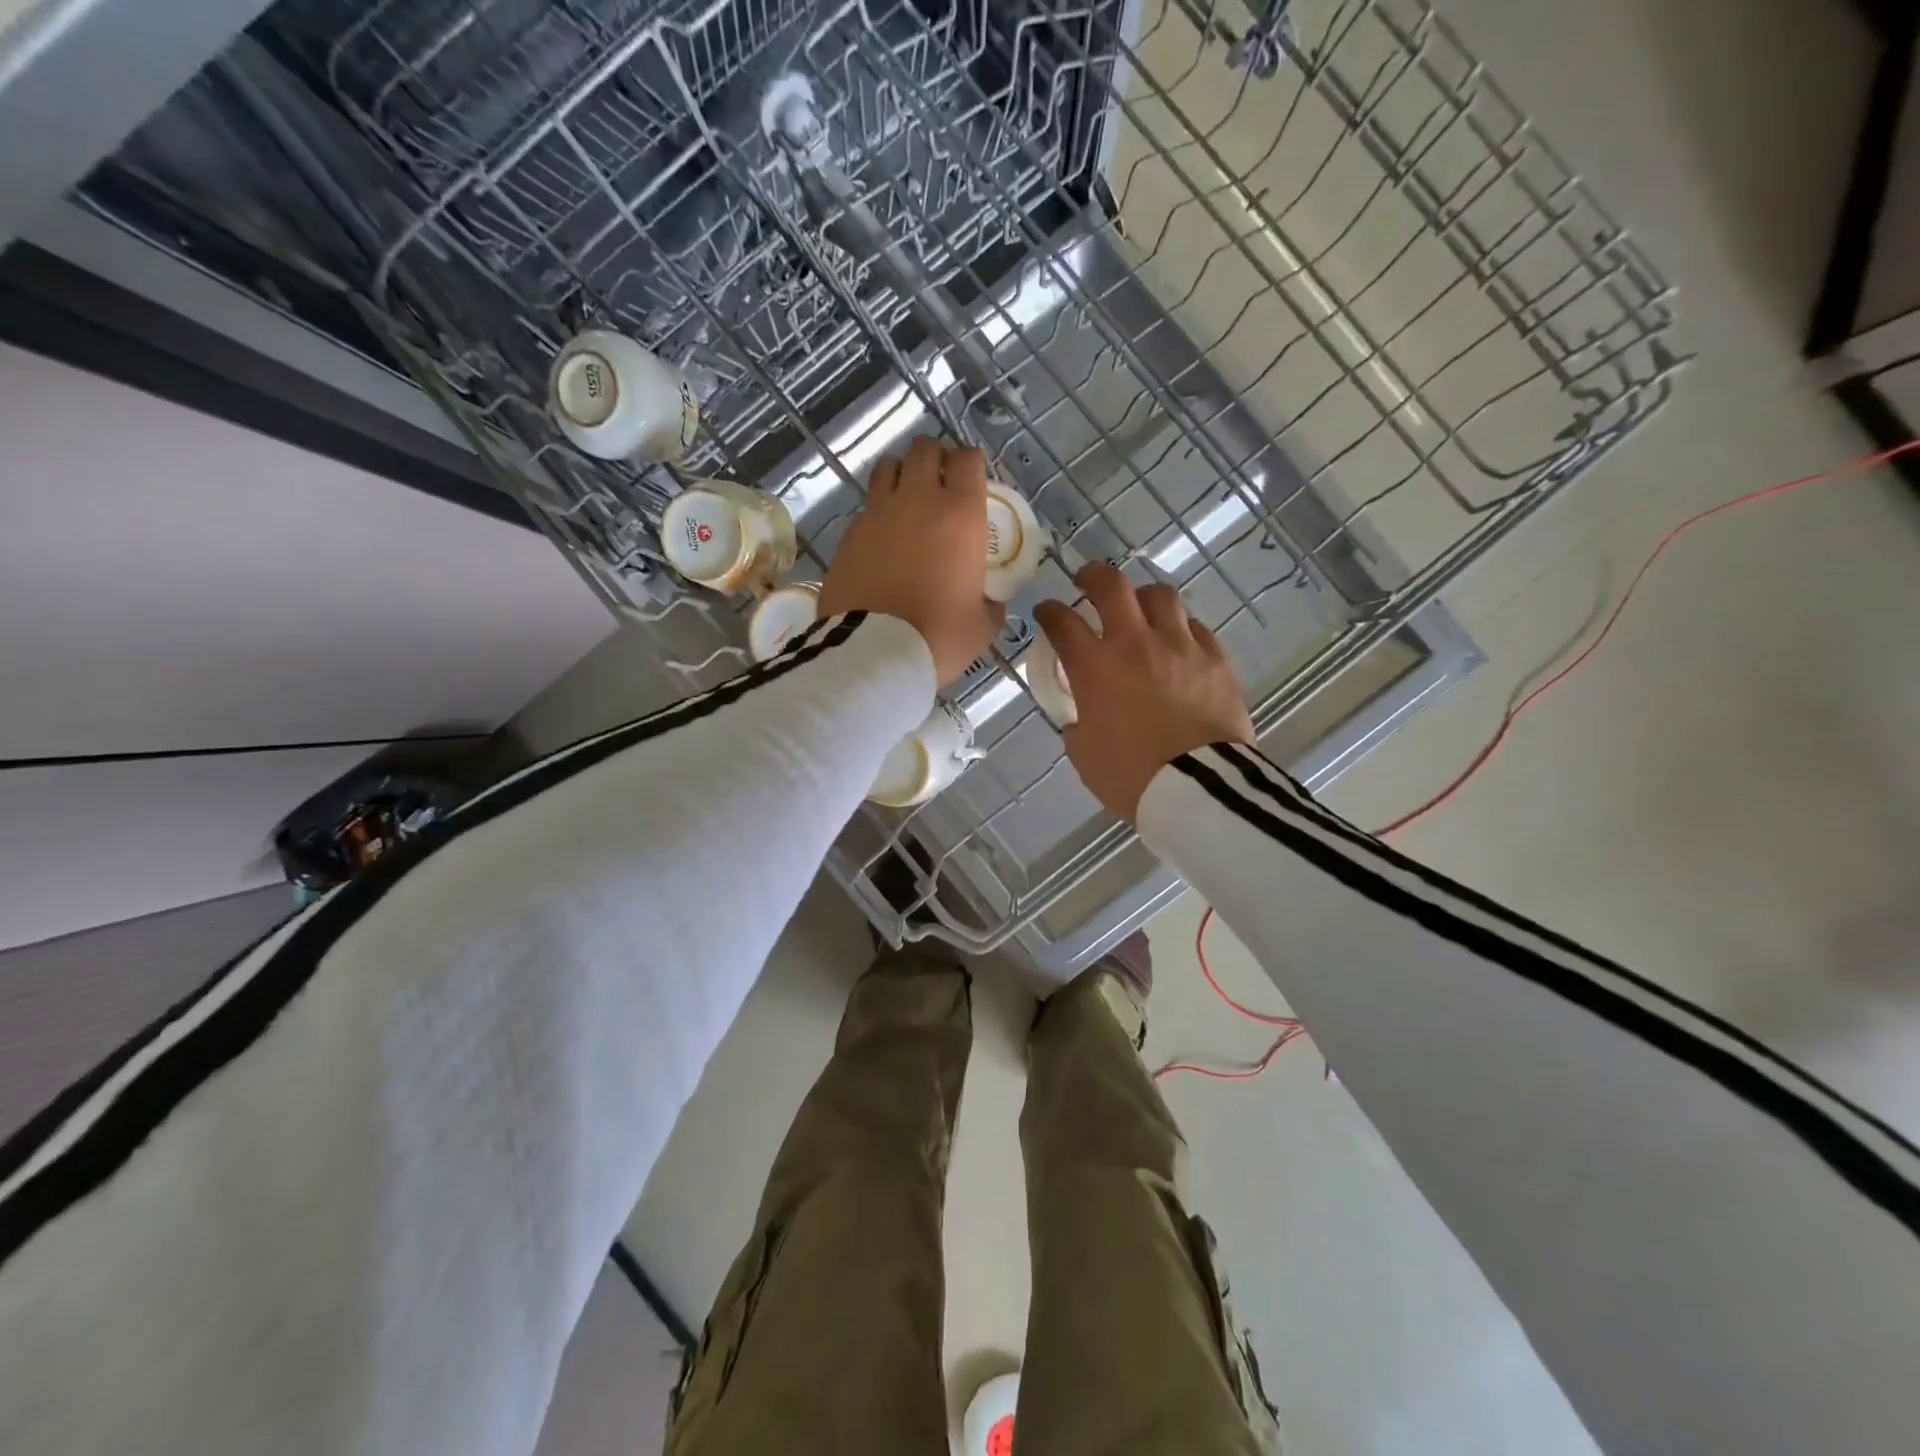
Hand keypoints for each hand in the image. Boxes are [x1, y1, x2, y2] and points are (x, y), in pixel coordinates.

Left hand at [819, 436, 1004, 684]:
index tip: (973, 480)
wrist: (873, 652)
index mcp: (960, 514)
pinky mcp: (848, 534)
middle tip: (941, 483)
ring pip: (888, 467)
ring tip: (907, 500)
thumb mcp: (982, 626)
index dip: (972, 463)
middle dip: (935, 458)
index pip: (968, 459)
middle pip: (925, 449)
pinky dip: (877, 512)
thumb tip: (991, 601)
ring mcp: (878, 513)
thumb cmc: (939, 637)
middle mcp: (918, 500)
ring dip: (901, 475)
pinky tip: (882, 538)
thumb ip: (991, 604)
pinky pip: (866, 507)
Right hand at [1034, 564, 1254, 820]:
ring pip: (1160, 596)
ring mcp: (1180, 647)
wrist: (1199, 787)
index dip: (1050, 612)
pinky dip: (1180, 627)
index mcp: (1095, 667)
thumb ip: (1078, 723)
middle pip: (1111, 586)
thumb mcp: (1084, 754)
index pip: (1063, 623)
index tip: (1047, 612)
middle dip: (1093, 577)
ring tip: (1139, 607)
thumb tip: (1084, 713)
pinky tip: (1178, 639)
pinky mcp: (1216, 659)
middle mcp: (1135, 644)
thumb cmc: (1130, 776)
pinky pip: (1196, 627)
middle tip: (1087, 581)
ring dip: (1142, 597)